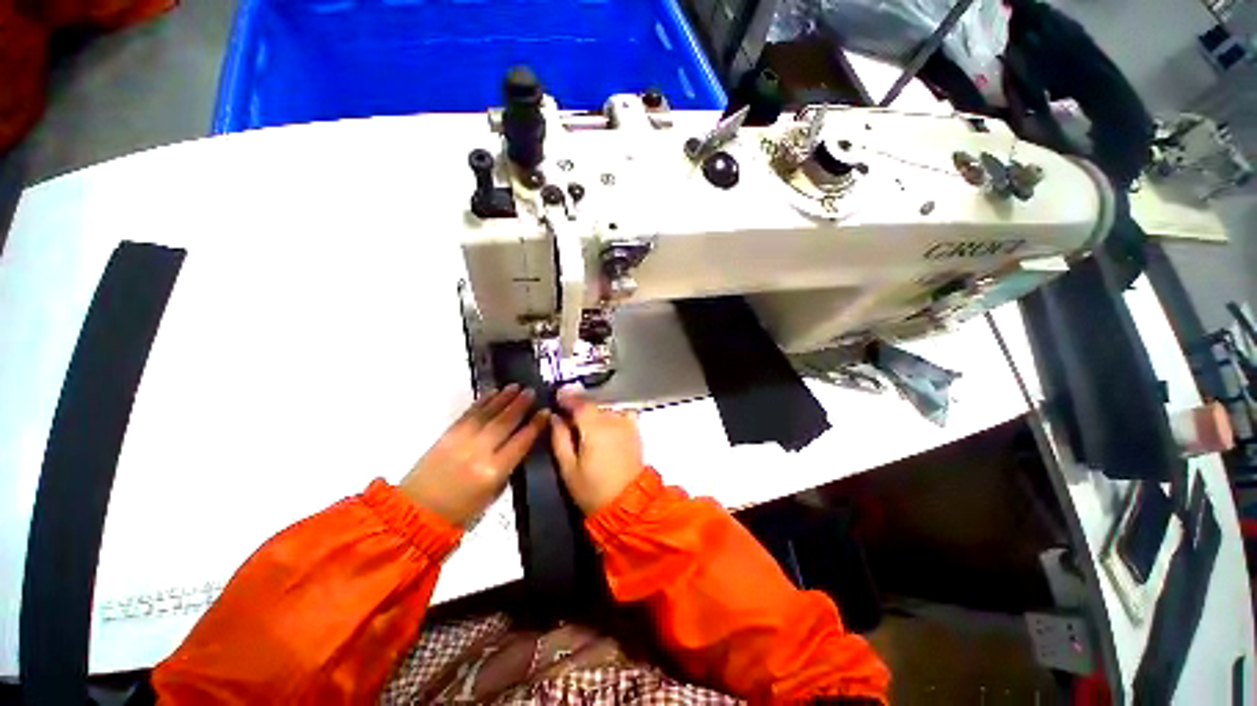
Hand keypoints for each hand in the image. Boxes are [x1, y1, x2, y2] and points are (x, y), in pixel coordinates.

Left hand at [400, 385, 548, 525]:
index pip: (522, 441)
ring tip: (516, 386)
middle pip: (505, 421)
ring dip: (503, 397)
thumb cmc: (460, 512)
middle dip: (521, 404)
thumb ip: (508, 468)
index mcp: (494, 470)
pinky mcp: (447, 434)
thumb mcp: (493, 495)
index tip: (545, 411)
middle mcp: (480, 451)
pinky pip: (469, 413)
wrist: (417, 513)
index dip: (536, 424)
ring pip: (488, 413)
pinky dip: (482, 401)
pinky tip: (493, 392)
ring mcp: (462, 440)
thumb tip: (520, 446)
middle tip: (531, 391)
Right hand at [550, 387, 644, 513]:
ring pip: (606, 406)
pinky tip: (604, 420)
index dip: (567, 397)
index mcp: (594, 427)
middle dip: (579, 403)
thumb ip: (559, 438)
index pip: (579, 402)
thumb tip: (554, 417)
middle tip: (567, 409)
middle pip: (593, 402)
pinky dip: (611, 411)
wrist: (627, 503)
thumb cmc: (592, 489)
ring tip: (584, 417)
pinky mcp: (635, 429)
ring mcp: (626, 422)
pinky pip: (621, 411)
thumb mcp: (568, 468)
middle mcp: (612, 419)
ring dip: (594, 407)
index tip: (557, 396)